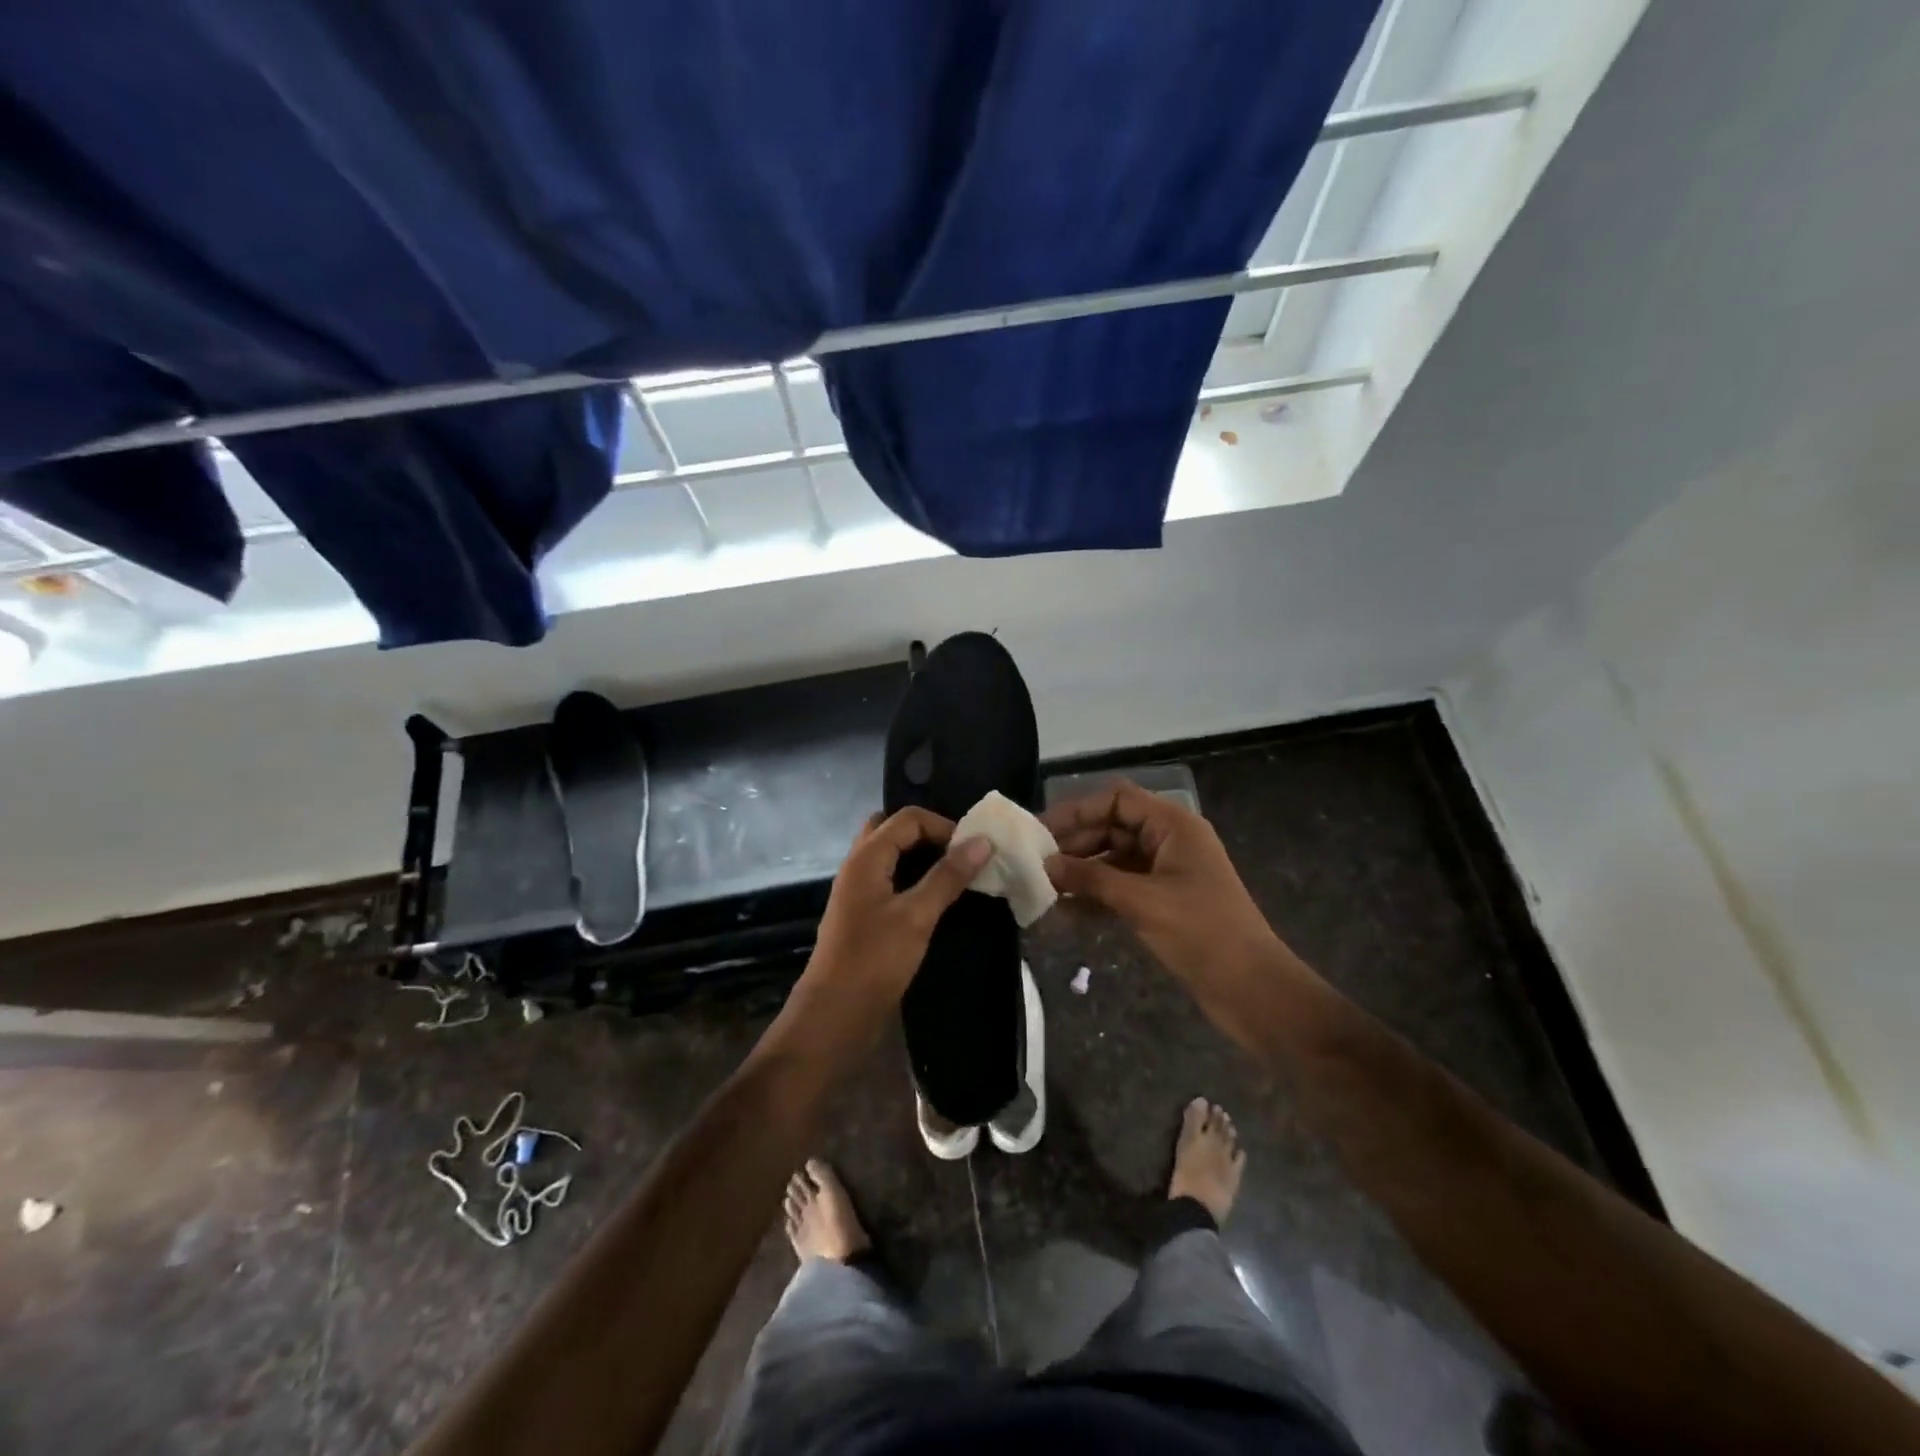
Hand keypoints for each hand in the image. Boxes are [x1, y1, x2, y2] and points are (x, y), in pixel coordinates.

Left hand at [805, 807, 989, 1005]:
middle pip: (893, 830)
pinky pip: (889, 880)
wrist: (835, 1015)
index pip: (908, 818)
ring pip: (890, 856)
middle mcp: (858, 866)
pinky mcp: (863, 915)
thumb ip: (948, 876)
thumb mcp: (917, 916)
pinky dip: (913, 878)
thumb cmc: (875, 961)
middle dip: (928, 835)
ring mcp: (858, 891)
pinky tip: (936, 900)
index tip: (974, 849)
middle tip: (959, 854)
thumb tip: (982, 841)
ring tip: (955, 874)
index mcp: (866, 857)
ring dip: (921, 857)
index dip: (943, 826)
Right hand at [1043, 781, 1280, 991]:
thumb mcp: (1141, 902)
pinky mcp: (1163, 903)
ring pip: (1113, 860)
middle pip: (1112, 828)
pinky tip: (1065, 912)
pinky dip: (1095, 896)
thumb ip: (1091, 879)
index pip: (1117, 800)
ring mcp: (1166, 874)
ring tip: (1043, 888)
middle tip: (1035, 863)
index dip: (1078, 811)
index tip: (1041, 831)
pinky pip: (1120, 888)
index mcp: (1174, 826)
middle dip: (1074, 844)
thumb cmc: (1202, 933)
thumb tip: (1045, 864)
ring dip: (1081, 872)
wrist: (1252, 991)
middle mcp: (1169, 842)